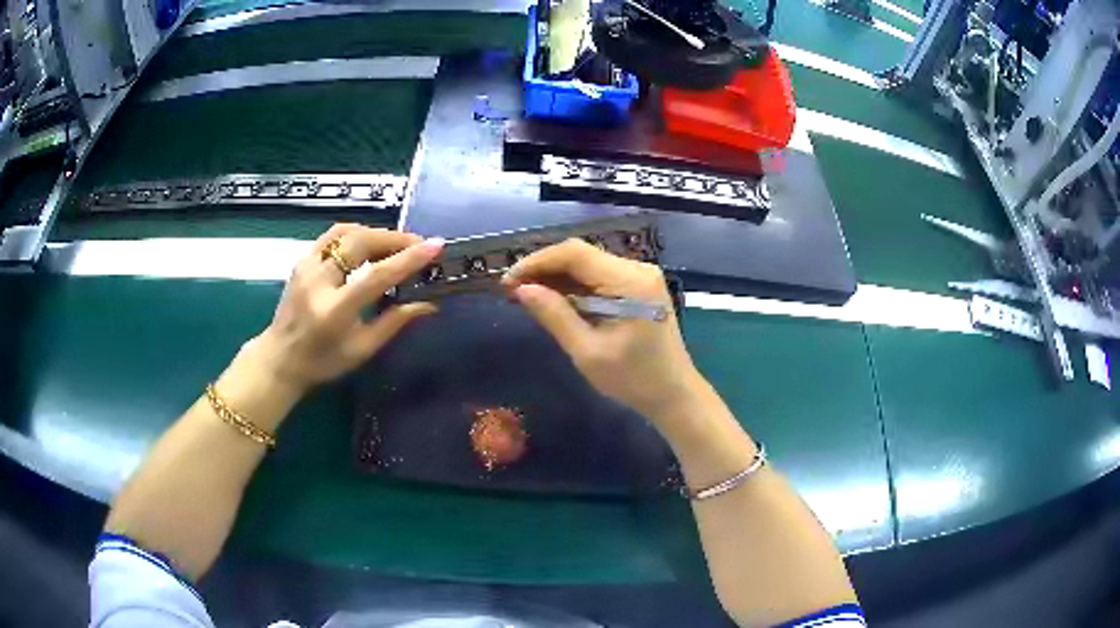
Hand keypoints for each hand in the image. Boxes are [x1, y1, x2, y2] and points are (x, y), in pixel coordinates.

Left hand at [250, 224, 443, 393]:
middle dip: (394, 239)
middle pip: (361, 243)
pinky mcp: (302, 260)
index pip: (376, 276)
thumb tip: (429, 303)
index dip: (408, 259)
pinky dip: (357, 234)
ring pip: (347, 233)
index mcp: (335, 310)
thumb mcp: (362, 349)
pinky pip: (333, 235)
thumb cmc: (323, 362)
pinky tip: (370, 243)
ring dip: (376, 233)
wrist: (280, 358)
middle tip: (418, 245)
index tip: (436, 245)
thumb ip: (395, 322)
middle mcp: (318, 281)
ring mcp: (307, 266)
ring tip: (396, 244)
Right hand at [503, 238, 702, 424]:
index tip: (508, 281)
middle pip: (581, 255)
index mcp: (630, 281)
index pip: (575, 253)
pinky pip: (599, 277)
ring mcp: (639, 276)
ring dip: (556, 277)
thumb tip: (522, 289)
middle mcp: (637, 269)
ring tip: (525, 294)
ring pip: (587, 265)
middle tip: (512, 289)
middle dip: (544, 269)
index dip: (537, 262)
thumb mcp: (588, 351)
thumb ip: (555, 315)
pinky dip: (574, 286)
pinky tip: (553, 299)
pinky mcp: (638, 287)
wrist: (673, 394)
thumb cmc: (633, 379)